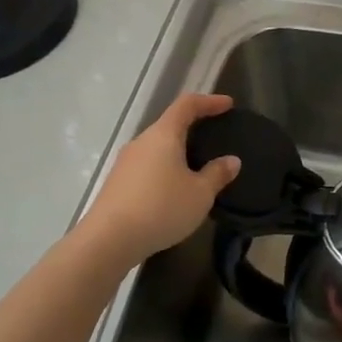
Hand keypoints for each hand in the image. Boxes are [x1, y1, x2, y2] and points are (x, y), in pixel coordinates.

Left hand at [82, 93, 240, 262]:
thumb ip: (217, 174)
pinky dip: (165, 169)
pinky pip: (147, 166)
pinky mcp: (118, 182)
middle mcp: (141, 142)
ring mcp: (125, 162)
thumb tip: (231, 160)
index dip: (209, 102)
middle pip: (169, 125)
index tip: (228, 104)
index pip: (187, 106)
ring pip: (157, 148)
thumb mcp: (200, 194)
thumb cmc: (162, 208)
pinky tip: (174, 189)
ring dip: (178, 152)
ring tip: (197, 167)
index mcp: (163, 135)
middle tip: (214, 138)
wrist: (109, 239)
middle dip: (193, 128)